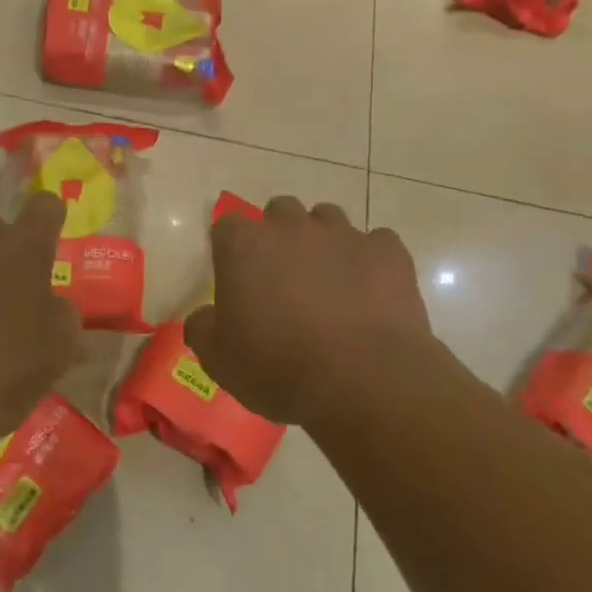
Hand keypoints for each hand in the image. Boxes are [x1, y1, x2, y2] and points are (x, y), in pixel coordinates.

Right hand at [185, 196, 444, 427]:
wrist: (364, 380)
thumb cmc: (278, 368)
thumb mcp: (219, 360)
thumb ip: (203, 328)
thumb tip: (204, 316)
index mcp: (244, 246)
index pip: (227, 225)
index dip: (231, 248)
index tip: (237, 276)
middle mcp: (291, 227)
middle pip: (280, 211)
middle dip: (280, 235)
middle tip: (283, 277)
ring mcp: (343, 234)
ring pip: (327, 218)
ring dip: (323, 241)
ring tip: (329, 281)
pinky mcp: (388, 251)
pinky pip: (376, 243)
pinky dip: (370, 261)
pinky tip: (371, 292)